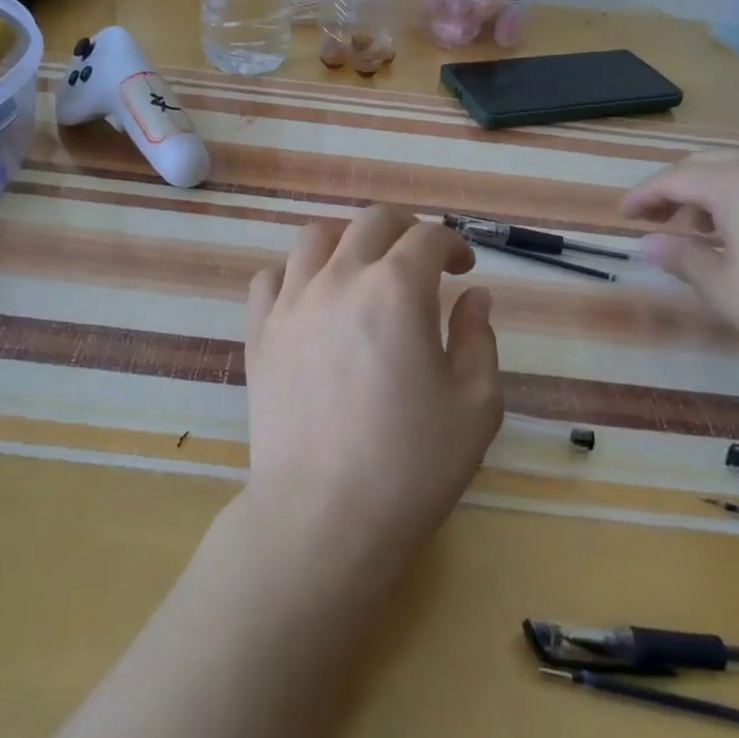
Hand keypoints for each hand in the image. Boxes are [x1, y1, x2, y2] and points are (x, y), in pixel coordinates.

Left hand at [243, 207, 501, 577]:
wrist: (322, 516)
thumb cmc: (411, 465)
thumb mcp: (475, 405)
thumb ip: (479, 338)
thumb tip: (473, 296)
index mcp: (397, 289)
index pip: (429, 238)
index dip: (454, 245)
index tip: (463, 269)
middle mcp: (340, 278)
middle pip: (373, 221)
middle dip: (406, 230)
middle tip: (422, 261)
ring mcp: (292, 302)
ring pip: (315, 236)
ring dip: (348, 241)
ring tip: (363, 269)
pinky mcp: (259, 331)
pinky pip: (271, 277)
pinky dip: (296, 274)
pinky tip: (312, 300)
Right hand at [619, 154, 738, 376]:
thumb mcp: (725, 290)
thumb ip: (681, 260)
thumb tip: (647, 244)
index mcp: (732, 183)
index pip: (671, 180)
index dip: (641, 197)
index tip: (620, 216)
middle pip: (702, 167)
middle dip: (671, 192)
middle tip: (652, 220)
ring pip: (736, 174)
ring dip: (706, 197)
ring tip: (696, 233)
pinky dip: (738, 202)